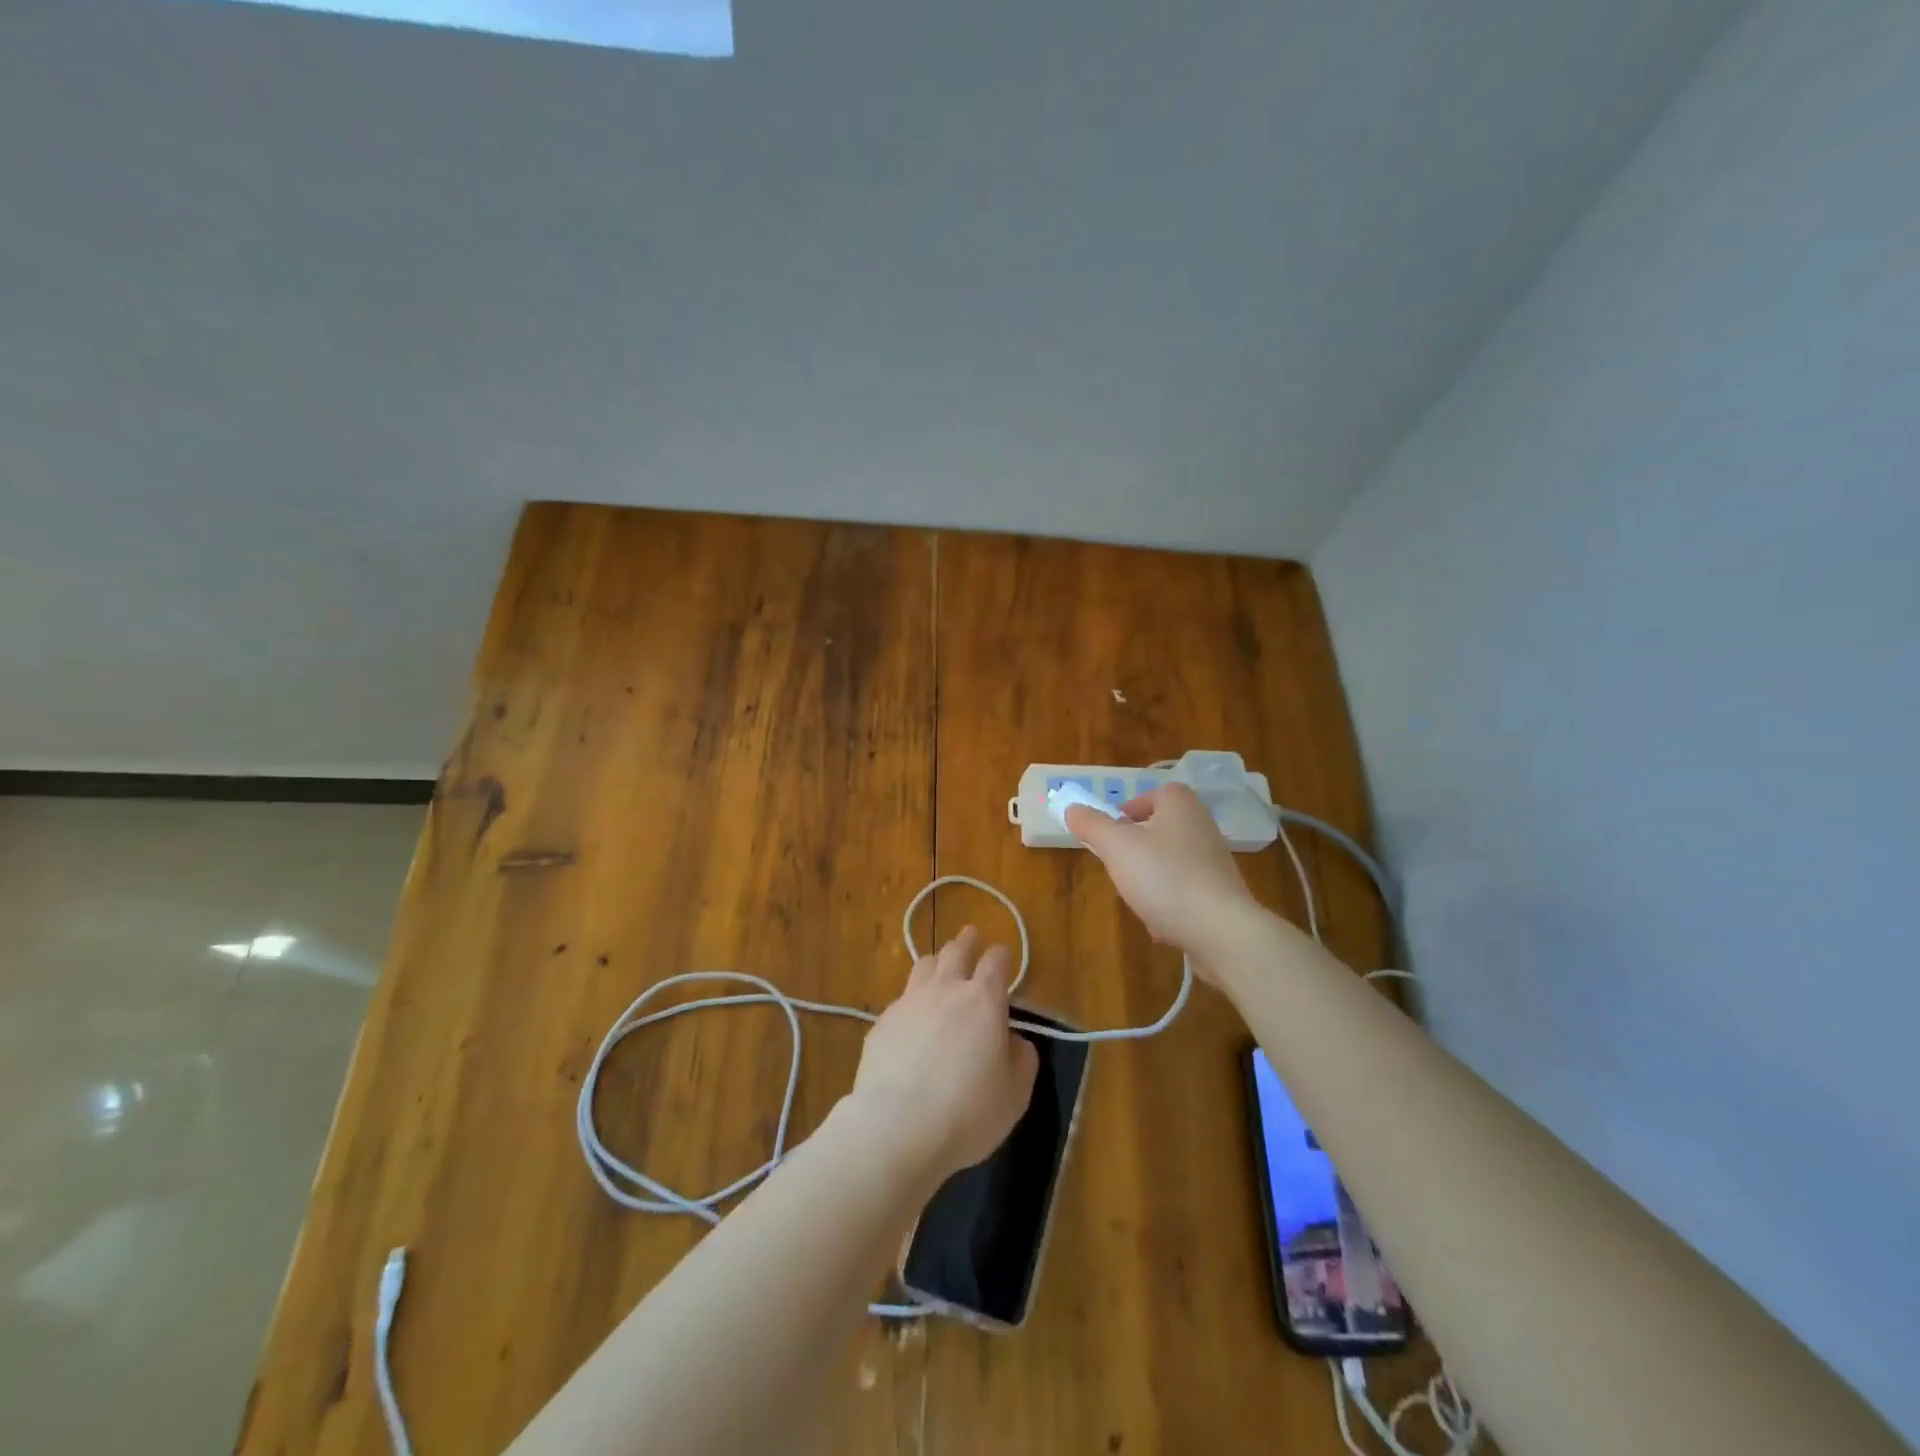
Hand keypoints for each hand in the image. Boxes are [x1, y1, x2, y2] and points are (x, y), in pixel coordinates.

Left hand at [850, 927, 1038, 1179]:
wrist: (898, 1126)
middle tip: (971, 936)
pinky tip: (912, 1018)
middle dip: (967, 941)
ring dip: (937, 962)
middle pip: (956, 951)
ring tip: (941, 967)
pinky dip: (912, 1000)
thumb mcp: (1015, 1093)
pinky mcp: (882, 1023)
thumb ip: (1021, 1058)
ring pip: (924, 965)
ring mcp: (909, 1002)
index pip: (995, 961)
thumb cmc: (968, 1111)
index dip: (1002, 955)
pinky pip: (901, 999)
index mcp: (983, 1000)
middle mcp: (945, 990)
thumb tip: (1013, 1040)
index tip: (1003, 955)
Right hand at [1065, 784, 1259, 979]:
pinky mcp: (1221, 895)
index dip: (1134, 806)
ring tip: (1135, 894)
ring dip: (1151, 875)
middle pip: (1164, 827)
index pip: (1159, 793)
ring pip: (1173, 861)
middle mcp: (1203, 828)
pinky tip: (1158, 922)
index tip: (1114, 827)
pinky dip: (1169, 902)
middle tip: (1117, 861)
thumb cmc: (1165, 877)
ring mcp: (1215, 863)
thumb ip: (1092, 825)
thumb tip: (1073, 808)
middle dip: (1138, 845)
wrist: (1220, 930)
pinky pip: (1186, 891)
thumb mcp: (1117, 846)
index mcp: (1181, 807)